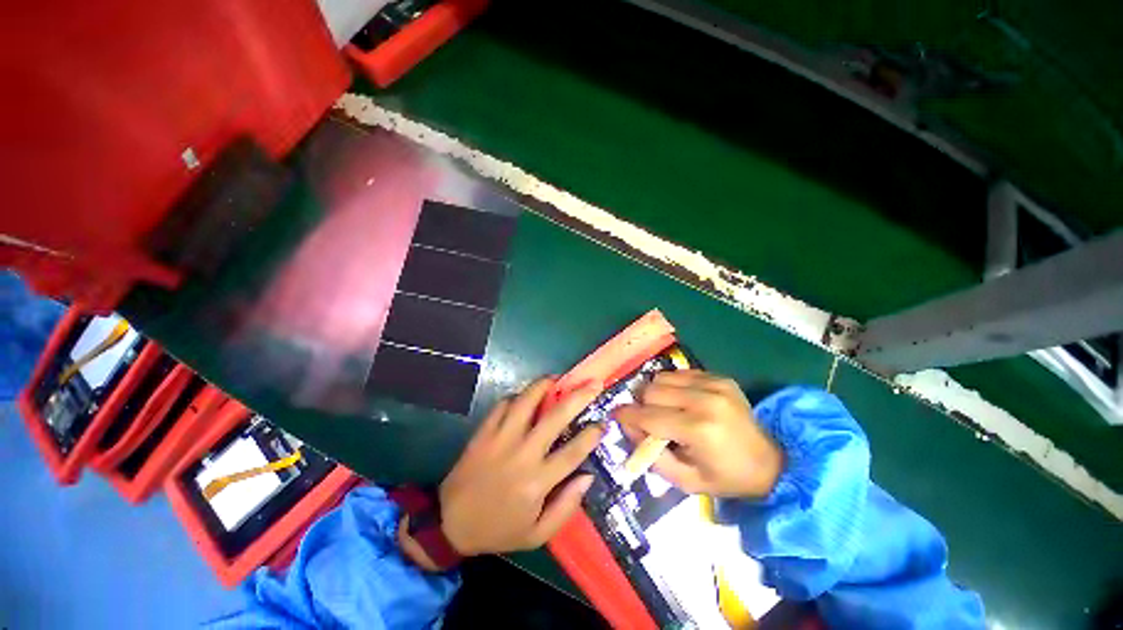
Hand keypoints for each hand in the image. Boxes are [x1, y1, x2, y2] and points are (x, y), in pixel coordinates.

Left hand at [437, 378, 604, 554]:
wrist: (450, 522)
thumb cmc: (498, 529)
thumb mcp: (537, 534)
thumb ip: (567, 507)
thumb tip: (588, 476)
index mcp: (538, 481)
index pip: (573, 452)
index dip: (592, 435)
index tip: (603, 422)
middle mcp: (523, 454)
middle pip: (556, 417)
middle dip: (578, 397)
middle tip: (592, 384)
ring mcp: (501, 439)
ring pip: (526, 401)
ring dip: (544, 385)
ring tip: (556, 379)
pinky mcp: (484, 432)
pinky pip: (503, 404)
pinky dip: (517, 396)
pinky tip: (525, 396)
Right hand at [615, 370, 782, 497]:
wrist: (771, 461)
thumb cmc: (726, 477)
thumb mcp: (686, 481)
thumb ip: (652, 456)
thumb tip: (630, 428)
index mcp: (697, 429)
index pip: (647, 416)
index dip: (626, 416)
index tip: (615, 416)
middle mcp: (704, 400)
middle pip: (651, 390)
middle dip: (642, 405)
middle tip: (646, 418)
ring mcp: (713, 384)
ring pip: (662, 377)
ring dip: (656, 393)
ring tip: (665, 408)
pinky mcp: (719, 377)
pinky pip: (679, 373)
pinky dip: (673, 385)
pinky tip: (682, 400)